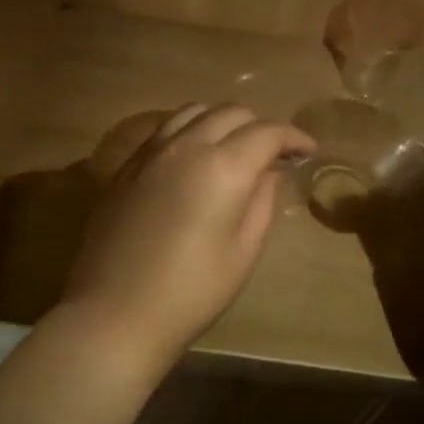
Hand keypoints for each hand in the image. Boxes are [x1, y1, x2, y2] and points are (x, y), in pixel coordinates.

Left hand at [62, 103, 314, 366]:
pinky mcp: (126, 166)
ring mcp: (150, 152)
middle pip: (230, 111)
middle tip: (272, 154)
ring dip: (221, 121)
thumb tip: (268, 171)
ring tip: (231, 149)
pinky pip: (164, 129)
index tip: (307, 150)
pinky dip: (189, 131)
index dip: (293, 136)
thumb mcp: (243, 252)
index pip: (267, 132)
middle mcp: (186, 145)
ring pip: (193, 111)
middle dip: (259, 126)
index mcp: (223, 167)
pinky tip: (192, 158)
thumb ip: (261, 202)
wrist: (116, 312)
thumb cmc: (192, 291)